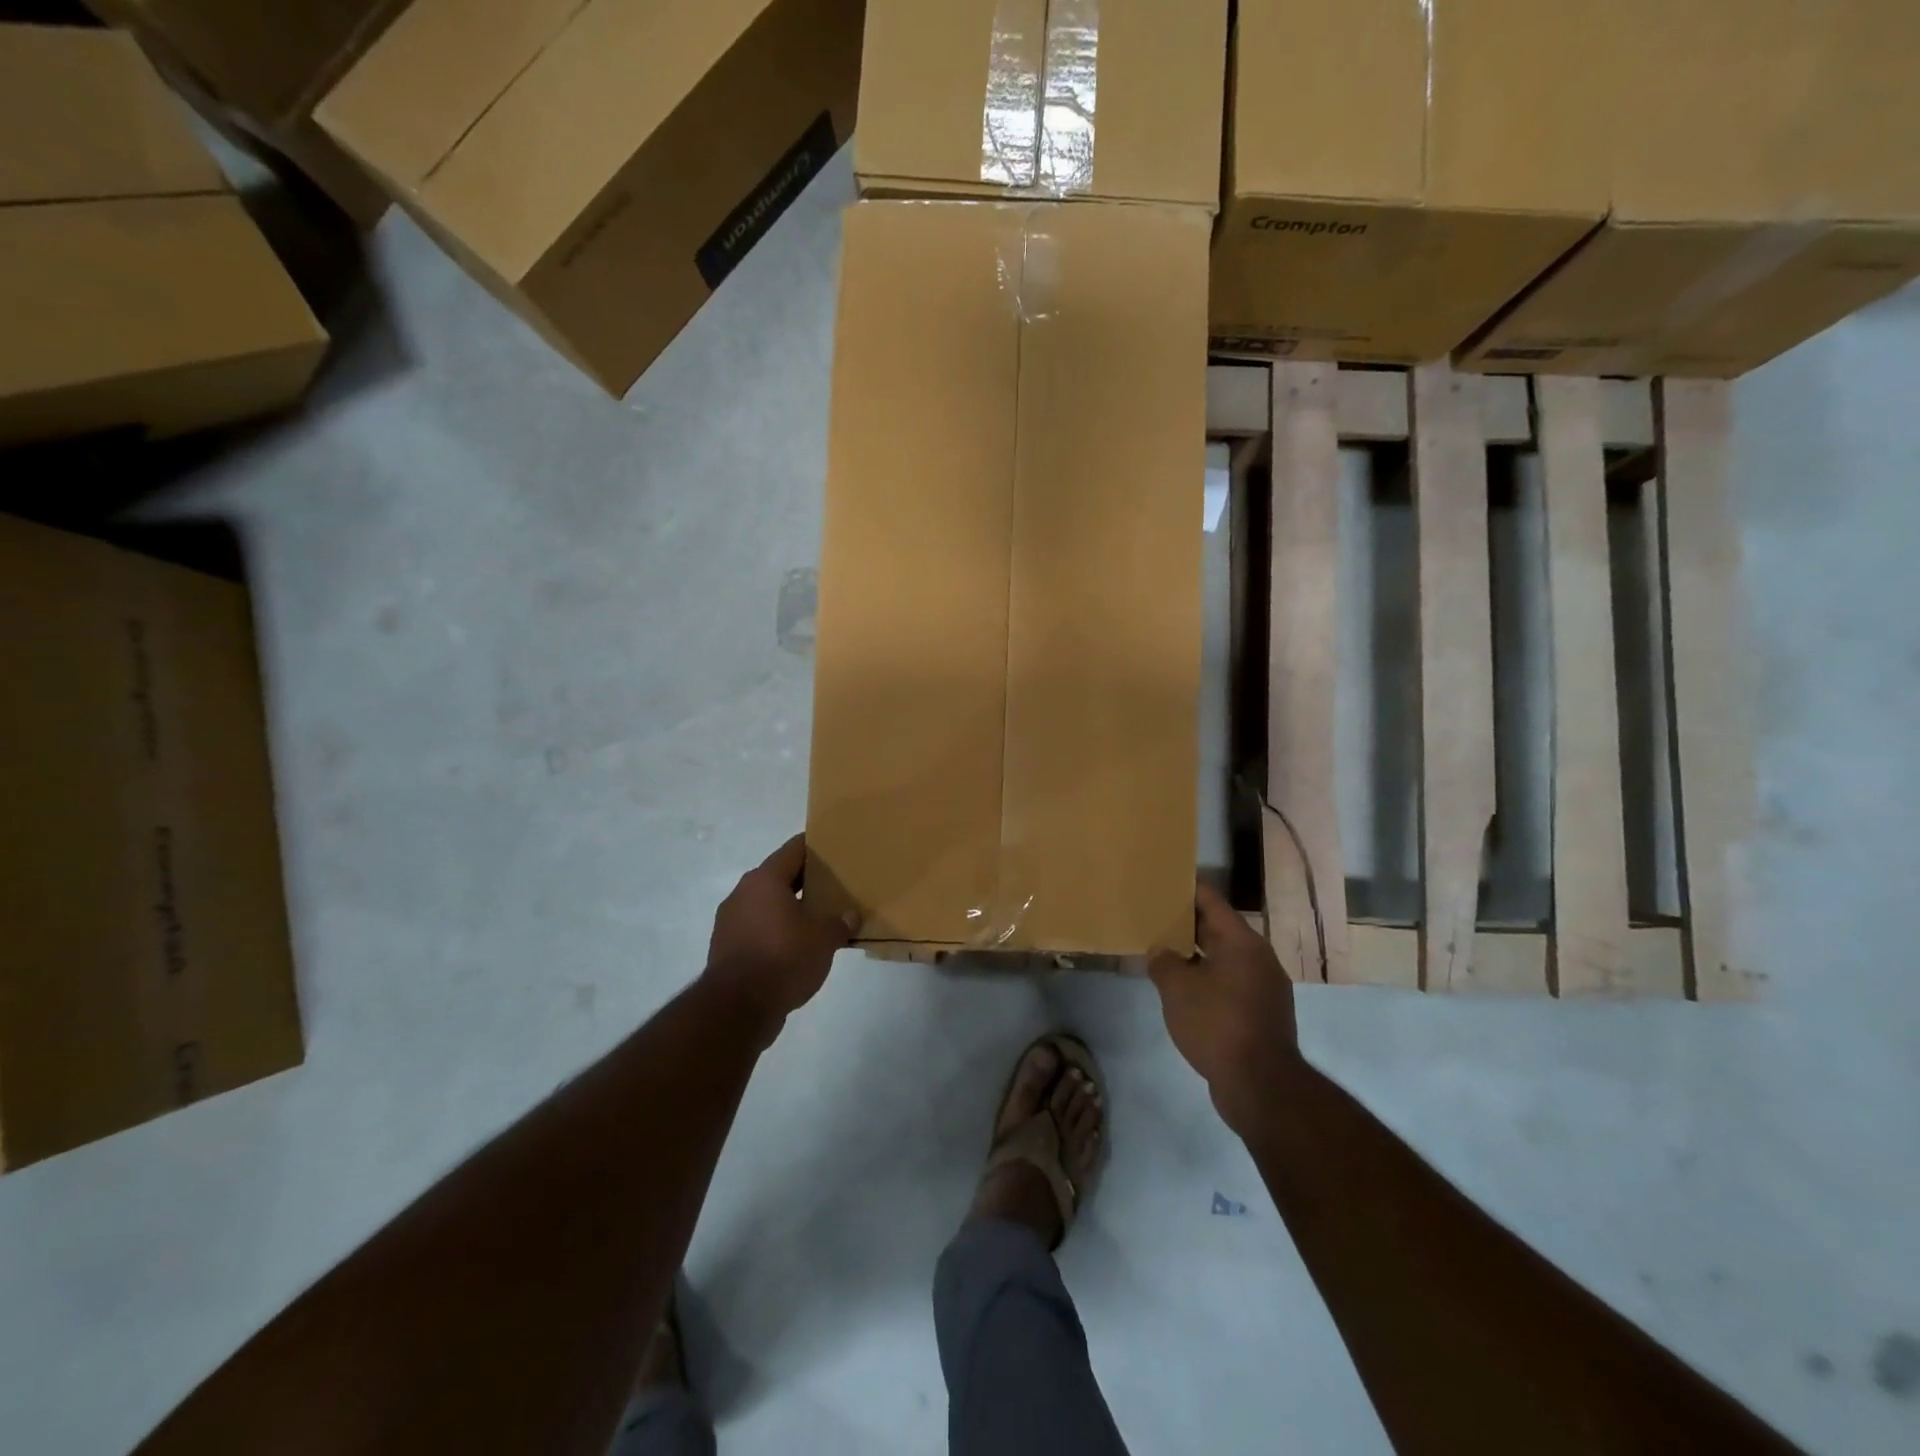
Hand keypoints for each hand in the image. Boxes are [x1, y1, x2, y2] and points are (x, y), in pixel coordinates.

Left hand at [703, 835, 855, 1041]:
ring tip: (818, 918)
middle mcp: (743, 893)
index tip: (836, 849)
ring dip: (790, 908)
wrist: (737, 1008)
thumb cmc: (784, 958)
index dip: (816, 847)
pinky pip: (758, 928)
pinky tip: (797, 946)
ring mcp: (730, 921)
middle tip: (834, 886)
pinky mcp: (726, 947)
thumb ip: (839, 923)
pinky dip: (776, 931)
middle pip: (779, 876)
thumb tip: (851, 915)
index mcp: (765, 879)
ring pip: (767, 904)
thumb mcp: (824, 939)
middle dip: (806, 881)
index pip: (794, 849)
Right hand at [1148, 884, 1300, 1135]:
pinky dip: (1207, 978)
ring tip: (1163, 951)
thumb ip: (1163, 962)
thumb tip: (1161, 952)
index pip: (1212, 901)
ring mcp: (1264, 988)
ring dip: (1196, 954)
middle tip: (1155, 916)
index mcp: (1242, 942)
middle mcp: (1258, 958)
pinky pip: (1229, 983)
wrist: (1260, 1085)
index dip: (1187, 889)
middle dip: (1187, 923)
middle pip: (1219, 929)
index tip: (1164, 880)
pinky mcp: (1261, 1014)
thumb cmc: (1217, 1023)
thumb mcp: (1177, 988)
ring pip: (1224, 958)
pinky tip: (1182, 989)